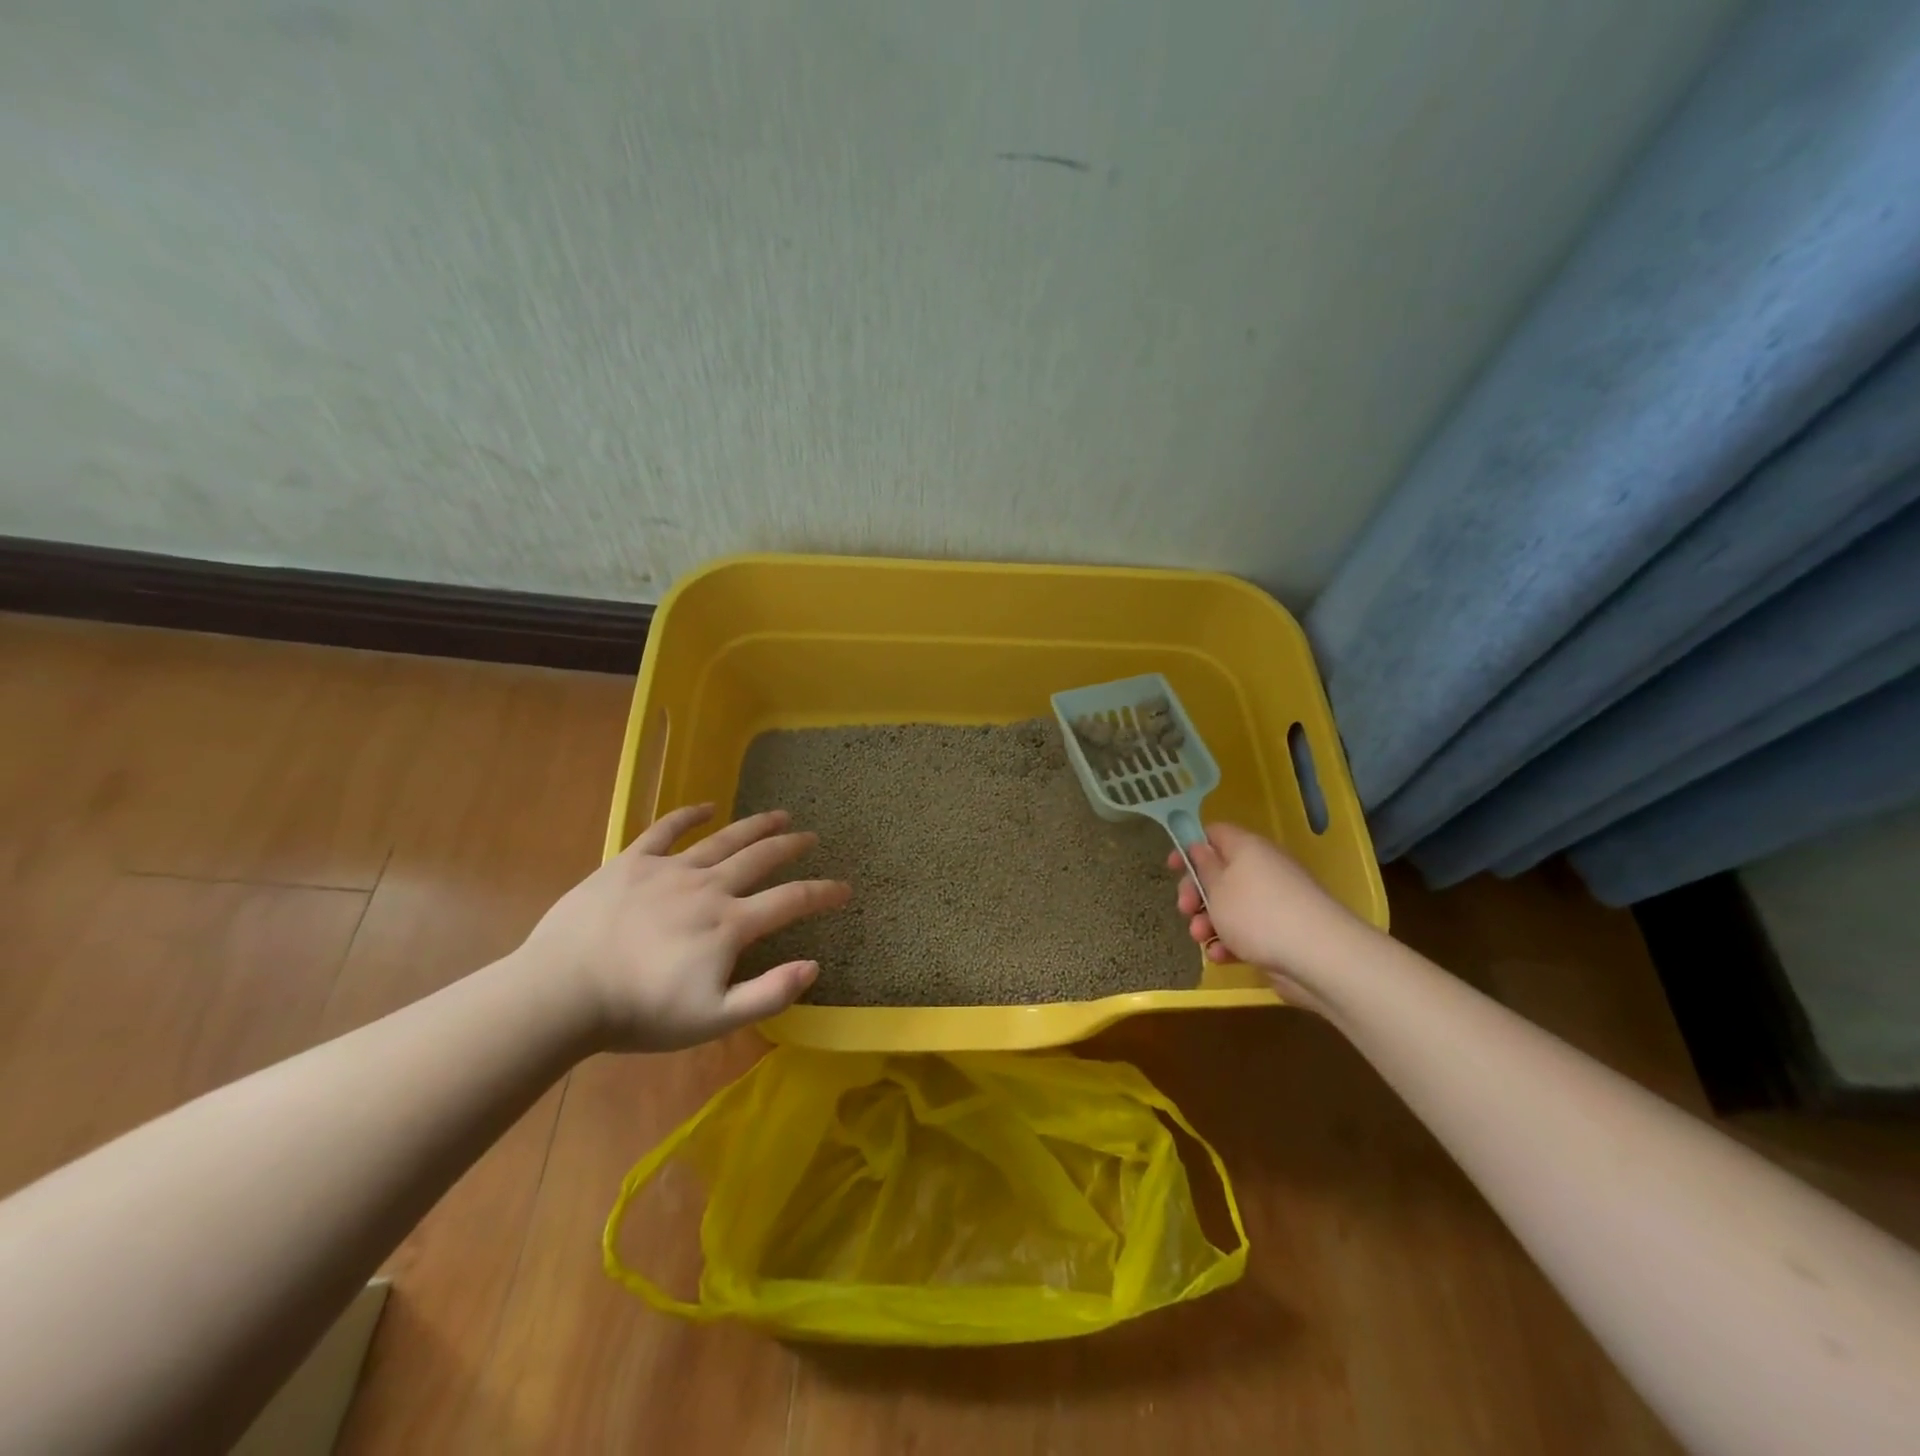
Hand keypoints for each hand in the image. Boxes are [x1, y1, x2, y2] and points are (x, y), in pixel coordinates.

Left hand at [518, 804, 850, 1050]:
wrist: (562, 991)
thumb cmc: (639, 1012)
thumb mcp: (712, 1019)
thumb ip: (768, 994)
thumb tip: (814, 965)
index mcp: (730, 924)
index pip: (790, 901)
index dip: (823, 893)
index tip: (845, 887)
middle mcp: (709, 887)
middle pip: (761, 859)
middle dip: (791, 846)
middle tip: (811, 836)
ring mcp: (670, 870)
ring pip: (724, 839)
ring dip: (755, 825)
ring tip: (779, 814)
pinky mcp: (632, 862)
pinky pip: (666, 830)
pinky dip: (689, 815)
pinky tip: (706, 806)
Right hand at [1168, 822, 1361, 1005]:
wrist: (1318, 957)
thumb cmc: (1257, 914)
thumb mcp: (1217, 887)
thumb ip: (1202, 865)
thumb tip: (1199, 847)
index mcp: (1246, 848)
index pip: (1214, 833)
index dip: (1190, 847)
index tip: (1173, 868)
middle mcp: (1262, 868)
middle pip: (1219, 872)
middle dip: (1196, 893)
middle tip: (1185, 909)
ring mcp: (1274, 901)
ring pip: (1230, 905)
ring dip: (1209, 921)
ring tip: (1201, 938)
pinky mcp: (1281, 931)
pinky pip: (1247, 930)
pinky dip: (1231, 941)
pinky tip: (1222, 957)